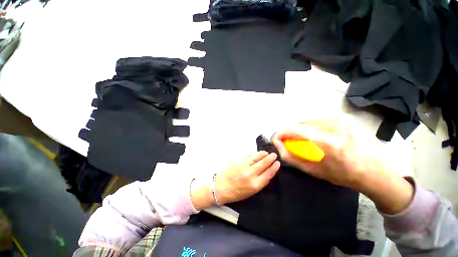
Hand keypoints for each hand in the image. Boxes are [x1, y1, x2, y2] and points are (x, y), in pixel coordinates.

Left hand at [215, 151, 280, 204]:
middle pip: (263, 163)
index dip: (274, 167)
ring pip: (256, 157)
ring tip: (266, 153)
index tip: (278, 163)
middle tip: (274, 154)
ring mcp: (243, 166)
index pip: (268, 174)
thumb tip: (266, 172)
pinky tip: (254, 154)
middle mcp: (250, 174)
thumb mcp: (251, 191)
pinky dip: (252, 154)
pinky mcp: (237, 161)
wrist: (220, 187)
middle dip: (270, 158)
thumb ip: (260, 182)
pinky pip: (247, 155)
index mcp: (255, 185)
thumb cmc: (236, 192)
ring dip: (262, 154)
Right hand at [272, 119, 413, 213]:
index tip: (278, 138)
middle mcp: (334, 126)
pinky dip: (312, 125)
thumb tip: (277, 143)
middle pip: (300, 123)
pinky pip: (319, 119)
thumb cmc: (342, 175)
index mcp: (327, 142)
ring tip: (305, 138)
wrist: (374, 171)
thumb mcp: (312, 170)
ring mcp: (341, 119)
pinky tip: (316, 134)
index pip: (295, 129)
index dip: (282, 133)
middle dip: (291, 131)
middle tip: (292, 141)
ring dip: (301, 128)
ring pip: (309, 119)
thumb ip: (290, 156)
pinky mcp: (345, 118)